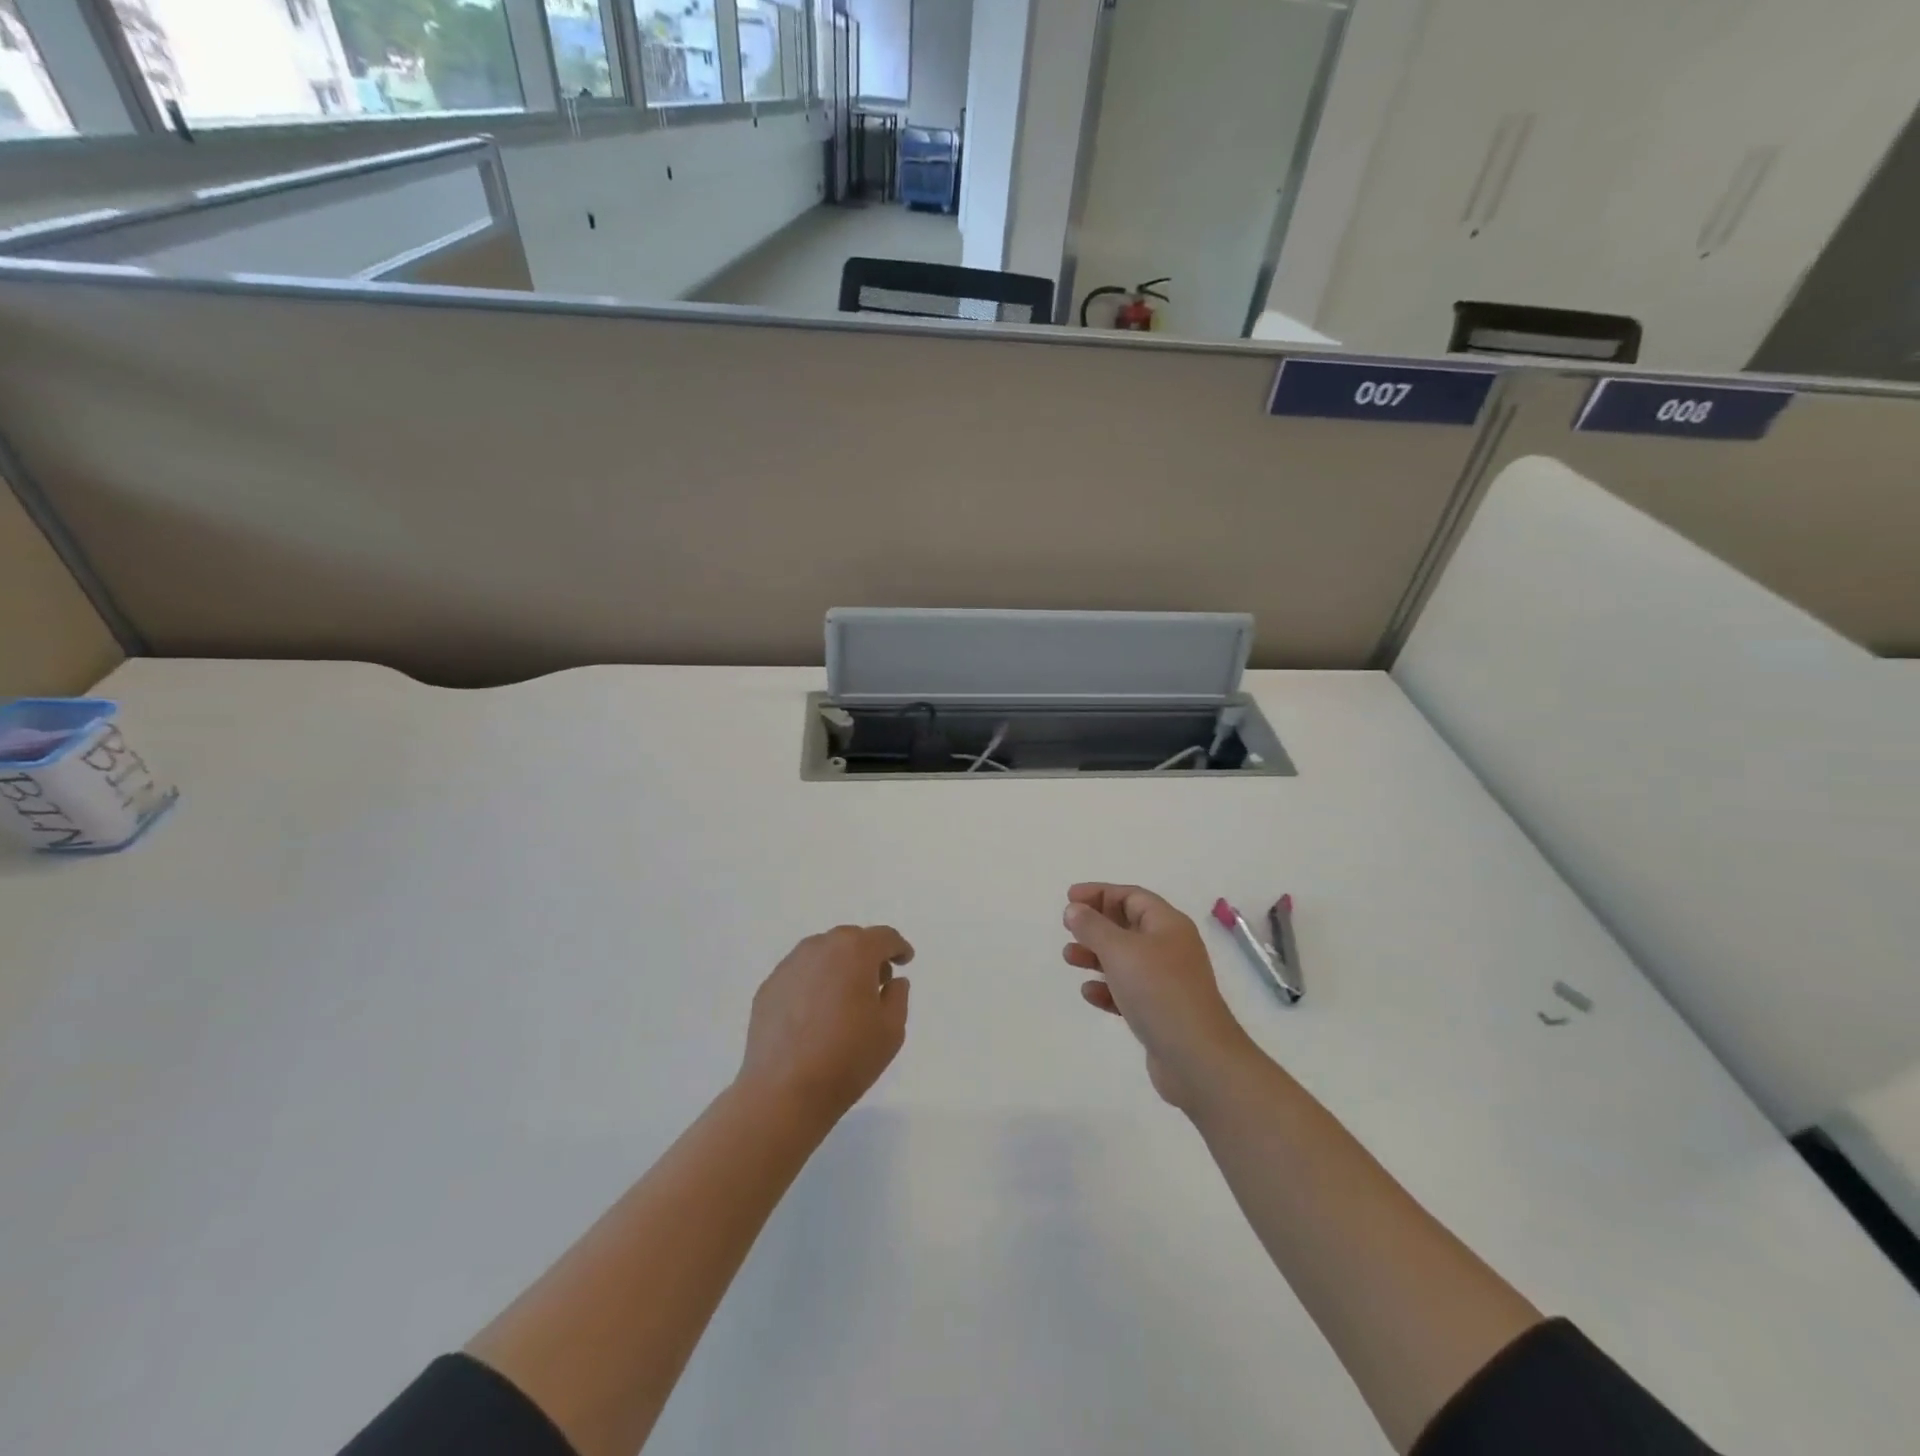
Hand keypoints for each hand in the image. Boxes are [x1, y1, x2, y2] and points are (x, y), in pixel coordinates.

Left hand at [738, 925, 913, 1123]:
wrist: (783, 1091)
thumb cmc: (847, 1058)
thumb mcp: (891, 1030)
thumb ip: (898, 996)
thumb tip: (893, 981)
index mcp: (855, 951)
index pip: (884, 937)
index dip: (898, 947)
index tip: (904, 960)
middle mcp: (820, 947)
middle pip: (851, 941)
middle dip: (867, 955)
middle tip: (876, 983)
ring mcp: (789, 966)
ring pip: (822, 955)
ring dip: (838, 967)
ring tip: (843, 999)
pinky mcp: (768, 987)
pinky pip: (800, 975)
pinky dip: (813, 984)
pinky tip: (814, 1014)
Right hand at [1063, 884, 1258, 1111]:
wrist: (1198, 1059)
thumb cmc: (1159, 992)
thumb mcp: (1120, 951)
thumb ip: (1093, 927)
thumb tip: (1074, 909)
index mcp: (1167, 925)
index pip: (1131, 896)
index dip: (1100, 893)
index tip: (1069, 898)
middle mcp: (1170, 948)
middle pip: (1128, 925)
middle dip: (1096, 925)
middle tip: (1068, 929)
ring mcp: (1167, 982)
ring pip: (1125, 959)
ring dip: (1096, 955)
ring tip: (1069, 958)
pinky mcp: (1160, 1012)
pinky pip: (1128, 991)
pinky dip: (1107, 988)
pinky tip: (1089, 993)